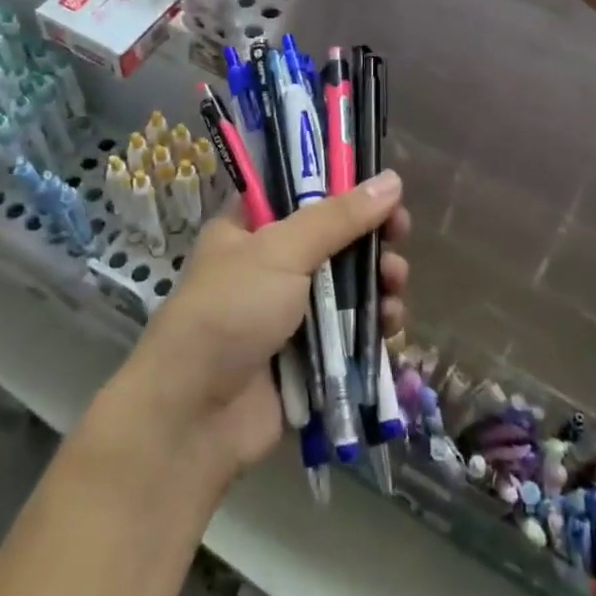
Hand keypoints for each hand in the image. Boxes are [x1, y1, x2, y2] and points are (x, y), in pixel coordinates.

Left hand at [101, 172, 410, 493]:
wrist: (195, 415)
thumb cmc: (231, 311)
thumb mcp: (281, 251)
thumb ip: (339, 217)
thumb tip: (392, 180)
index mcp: (250, 230)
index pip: (303, 194)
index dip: (345, 189)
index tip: (383, 193)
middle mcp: (271, 267)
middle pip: (335, 241)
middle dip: (372, 241)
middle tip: (401, 237)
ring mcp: (291, 314)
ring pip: (350, 288)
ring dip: (379, 284)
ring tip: (395, 288)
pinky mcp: (310, 358)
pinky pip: (352, 332)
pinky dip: (374, 326)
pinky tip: (390, 326)